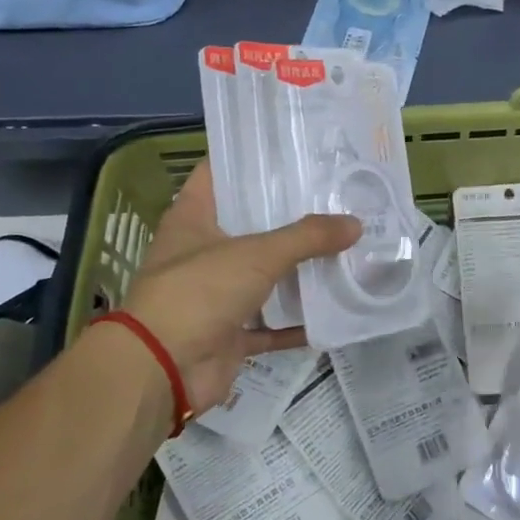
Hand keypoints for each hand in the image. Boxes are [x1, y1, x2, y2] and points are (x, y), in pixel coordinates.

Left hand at [118, 162, 359, 412]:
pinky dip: (297, 322)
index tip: (293, 150)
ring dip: (298, 268)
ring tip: (344, 244)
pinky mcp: (229, 333)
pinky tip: (335, 308)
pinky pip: (270, 323)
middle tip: (335, 196)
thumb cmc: (199, 292)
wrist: (163, 370)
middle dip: (289, 215)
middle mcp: (202, 252)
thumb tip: (356, 223)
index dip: (250, 159)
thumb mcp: (256, 254)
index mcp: (193, 218)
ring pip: (263, 275)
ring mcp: (215, 295)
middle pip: (249, 225)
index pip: (219, 173)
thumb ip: (307, 237)